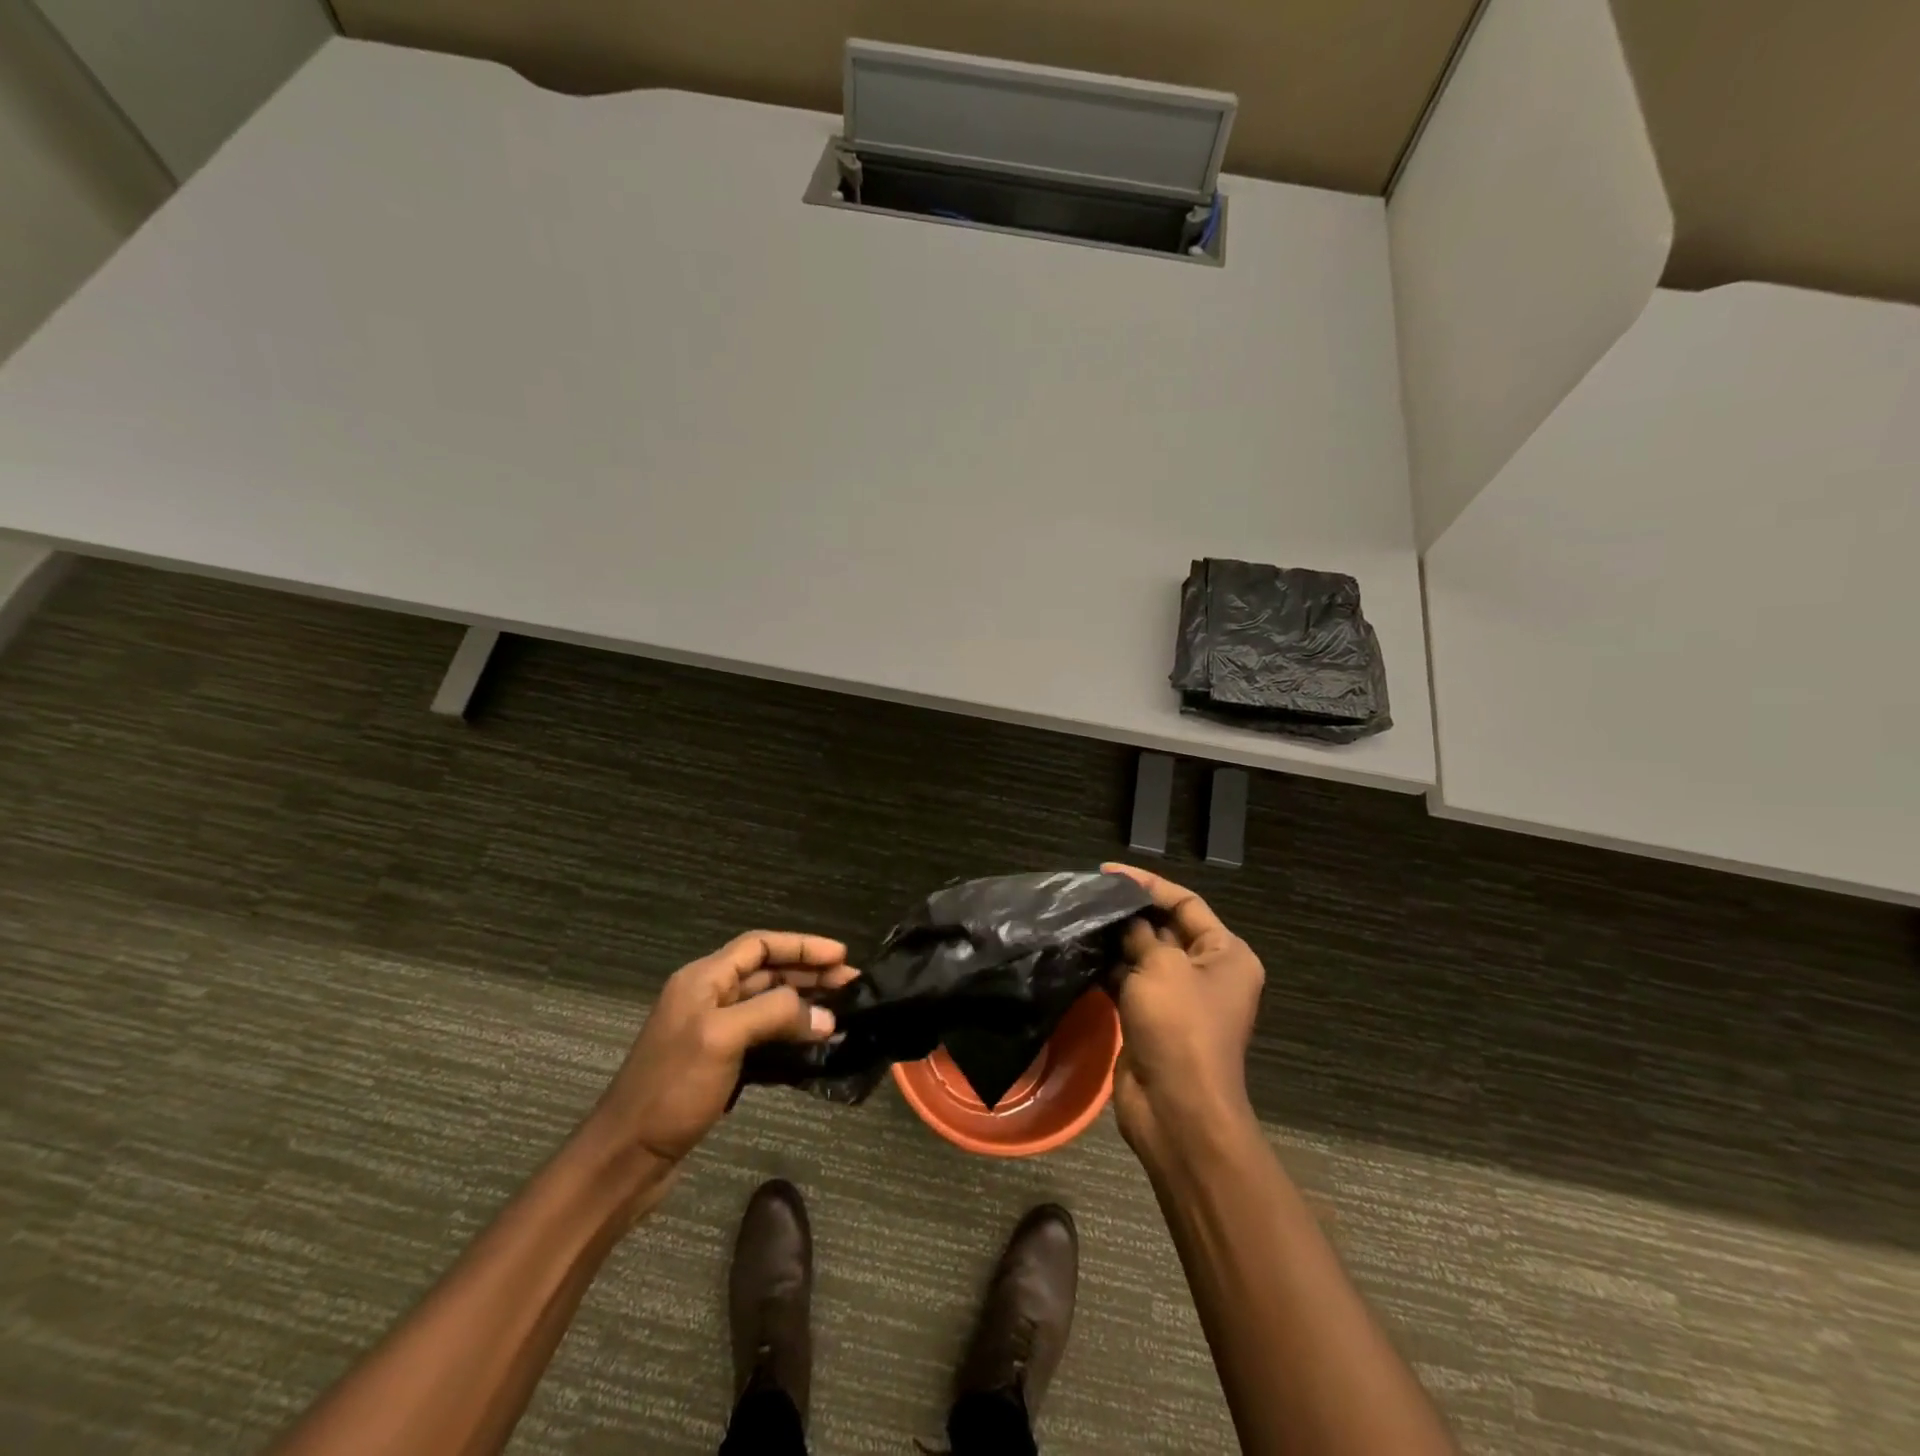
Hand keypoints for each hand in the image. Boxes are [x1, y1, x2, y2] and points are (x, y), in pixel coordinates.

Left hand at [590, 932, 857, 1167]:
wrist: (627, 1156)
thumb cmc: (672, 1088)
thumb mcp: (723, 1038)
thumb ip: (776, 1014)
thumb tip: (826, 1017)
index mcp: (704, 978)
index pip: (760, 944)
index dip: (802, 946)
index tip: (841, 956)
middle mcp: (708, 996)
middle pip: (767, 972)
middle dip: (810, 973)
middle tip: (852, 985)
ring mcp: (712, 1031)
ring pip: (768, 1003)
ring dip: (804, 1004)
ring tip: (841, 1011)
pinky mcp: (718, 1062)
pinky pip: (763, 1035)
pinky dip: (790, 1033)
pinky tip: (814, 1043)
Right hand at [1103, 864, 1264, 1155]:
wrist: (1177, 1109)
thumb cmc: (1180, 1027)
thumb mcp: (1161, 967)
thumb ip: (1140, 934)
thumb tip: (1124, 920)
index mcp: (1225, 954)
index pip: (1186, 903)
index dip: (1148, 885)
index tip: (1109, 873)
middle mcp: (1206, 972)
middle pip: (1165, 928)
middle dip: (1129, 912)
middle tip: (1088, 896)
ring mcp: (1179, 999)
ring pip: (1144, 956)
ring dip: (1115, 941)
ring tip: (1079, 919)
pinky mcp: (1152, 1019)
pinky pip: (1130, 983)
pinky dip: (1109, 969)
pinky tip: (1080, 953)